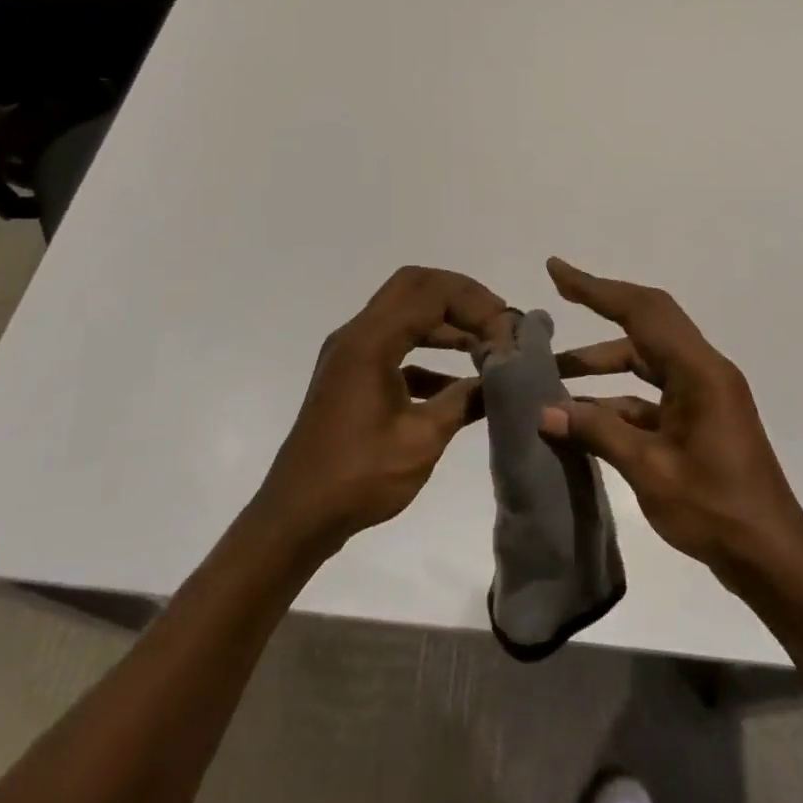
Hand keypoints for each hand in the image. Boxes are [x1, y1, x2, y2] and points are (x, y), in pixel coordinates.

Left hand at [252, 266, 506, 556]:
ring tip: (486, 344)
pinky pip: (395, 344)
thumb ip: (464, 401)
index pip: (430, 293)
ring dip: (445, 321)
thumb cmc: (359, 477)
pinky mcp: (352, 374)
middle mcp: (357, 334)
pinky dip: (428, 350)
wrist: (297, 516)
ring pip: (404, 312)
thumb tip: (503, 378)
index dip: (473, 303)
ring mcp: (351, 353)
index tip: (505, 329)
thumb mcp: (421, 440)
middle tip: (496, 320)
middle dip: (459, 296)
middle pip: (414, 286)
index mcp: (370, 341)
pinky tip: (459, 382)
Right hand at [543, 257, 802, 582]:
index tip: (556, 270)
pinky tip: (584, 417)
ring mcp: (703, 394)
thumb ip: (597, 433)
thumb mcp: (650, 470)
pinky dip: (617, 397)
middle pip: (646, 321)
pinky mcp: (700, 418)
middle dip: (601, 305)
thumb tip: (545, 412)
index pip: (641, 311)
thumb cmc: (716, 510)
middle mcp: (702, 370)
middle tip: (557, 294)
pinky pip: (652, 392)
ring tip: (554, 372)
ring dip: (603, 361)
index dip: (596, 288)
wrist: (773, 559)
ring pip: (646, 359)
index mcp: (698, 371)